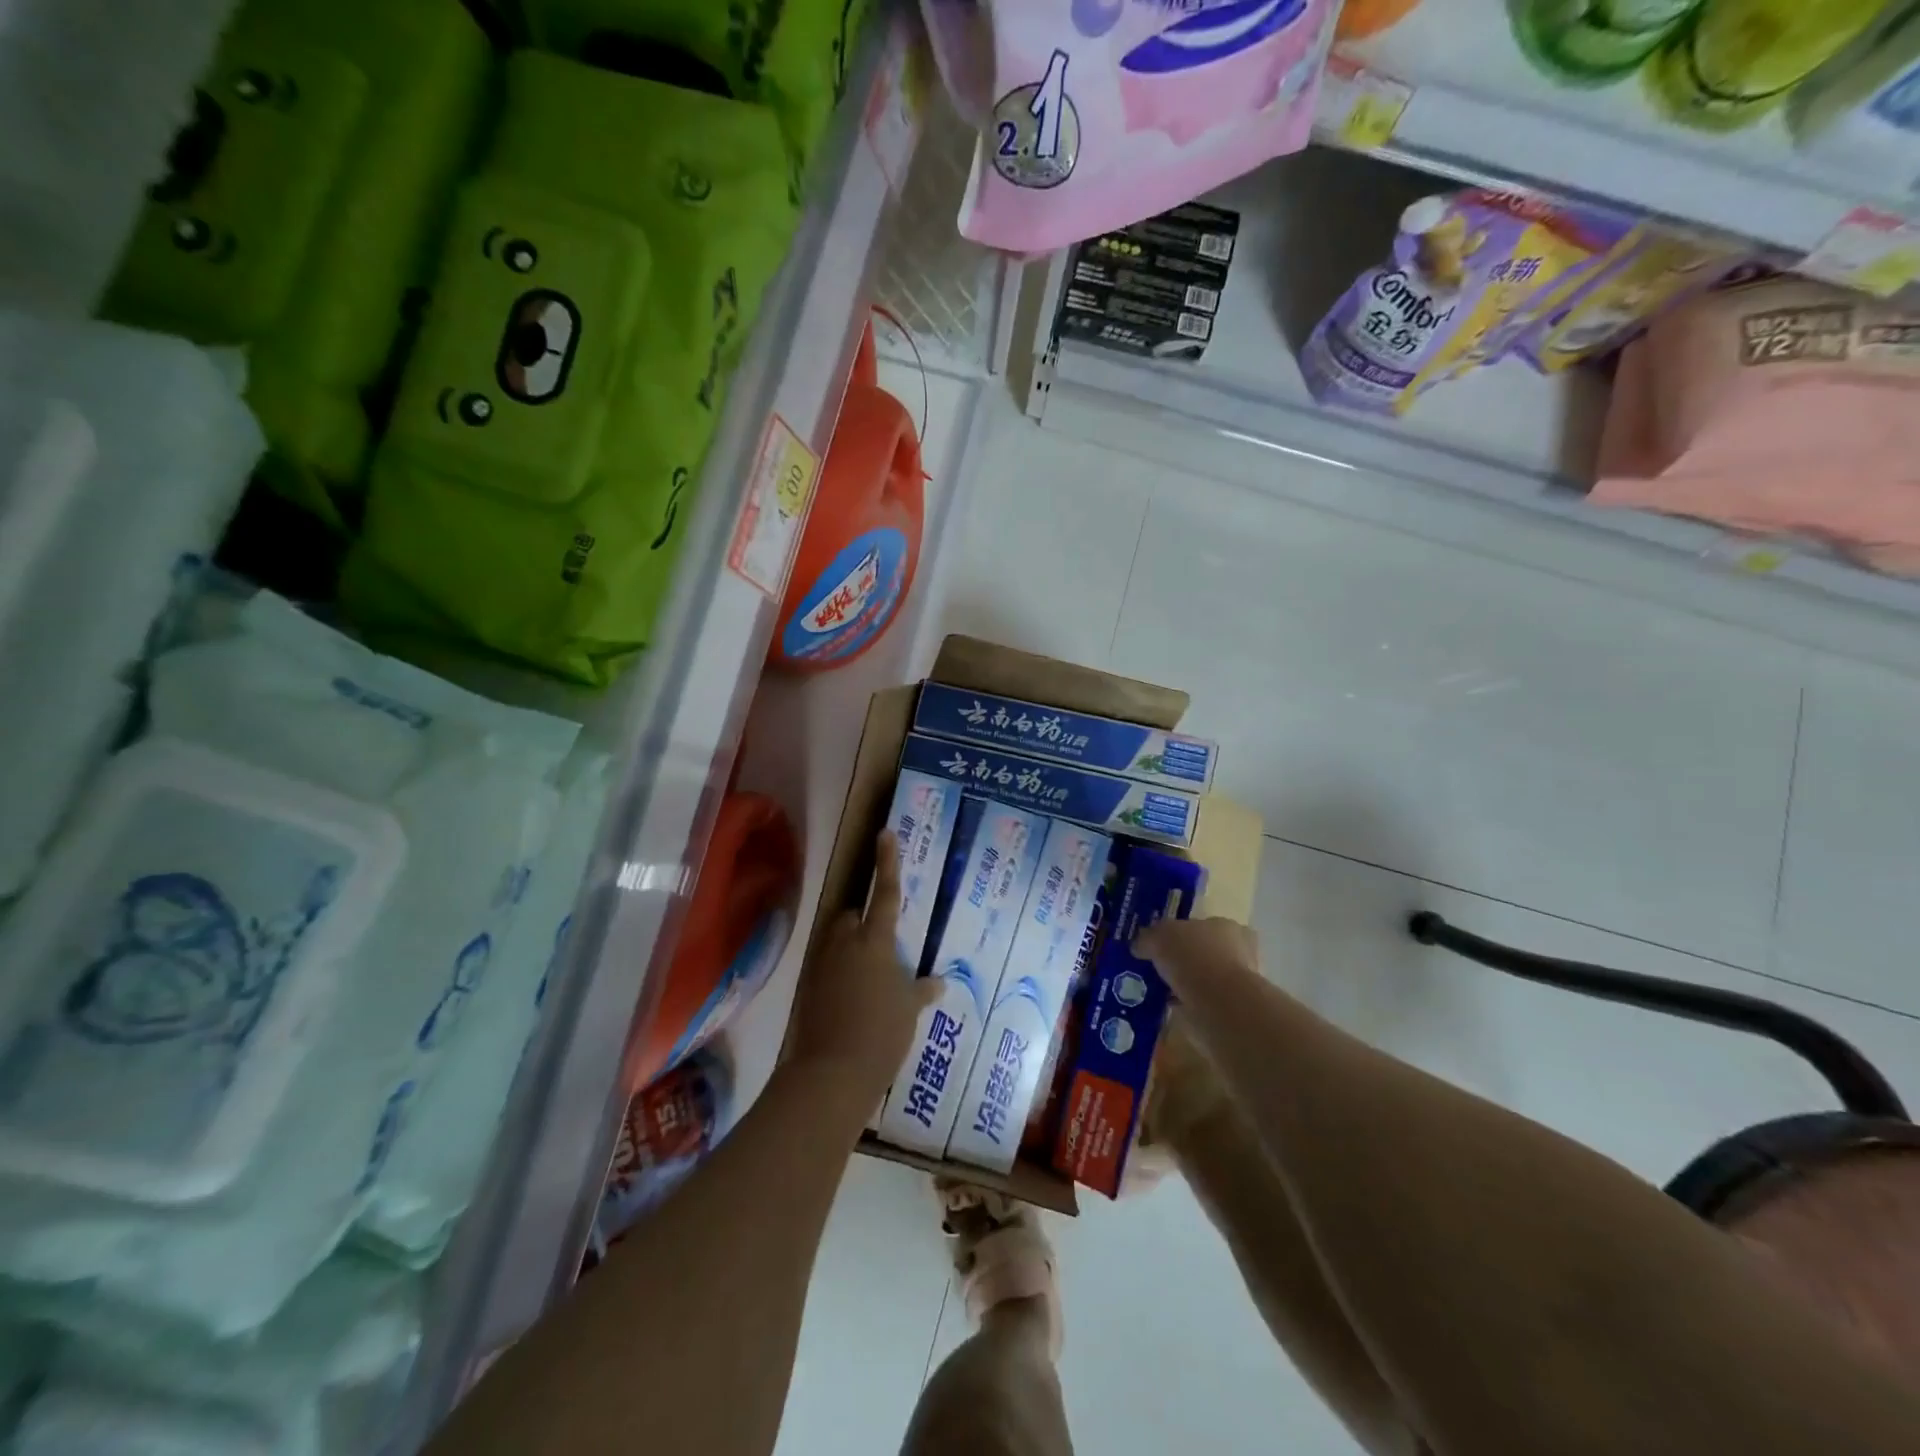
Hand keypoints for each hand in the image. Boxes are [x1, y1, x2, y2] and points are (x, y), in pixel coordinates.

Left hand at [790, 830, 940, 1097]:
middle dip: (864, 923)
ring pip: (837, 941)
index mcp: (875, 941)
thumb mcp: (909, 1010)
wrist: (832, 1072)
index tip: (885, 833)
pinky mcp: (808, 986)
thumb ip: (921, 990)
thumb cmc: (881, 1033)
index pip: (885, 892)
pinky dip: (839, 974)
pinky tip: (853, 1000)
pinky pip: (827, 967)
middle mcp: (845, 943)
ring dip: (851, 949)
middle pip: (852, 916)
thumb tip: (937, 982)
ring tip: (869, 980)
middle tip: (882, 949)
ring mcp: (822, 964)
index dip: (887, 861)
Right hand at [1133, 916, 1259, 997]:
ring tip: (1158, 988)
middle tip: (1157, 966)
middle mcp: (1237, 951)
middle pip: (1202, 951)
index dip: (1178, 933)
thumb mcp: (1159, 937)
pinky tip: (1168, 1006)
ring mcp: (1237, 982)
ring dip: (1184, 983)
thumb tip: (1140, 945)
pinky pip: (1202, 1001)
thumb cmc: (1193, 958)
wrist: (1220, 1004)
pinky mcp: (1231, 1009)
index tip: (1159, 944)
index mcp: (1225, 926)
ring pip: (1203, 978)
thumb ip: (1148, 938)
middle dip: (1182, 959)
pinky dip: (1187, 1003)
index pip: (1200, 925)